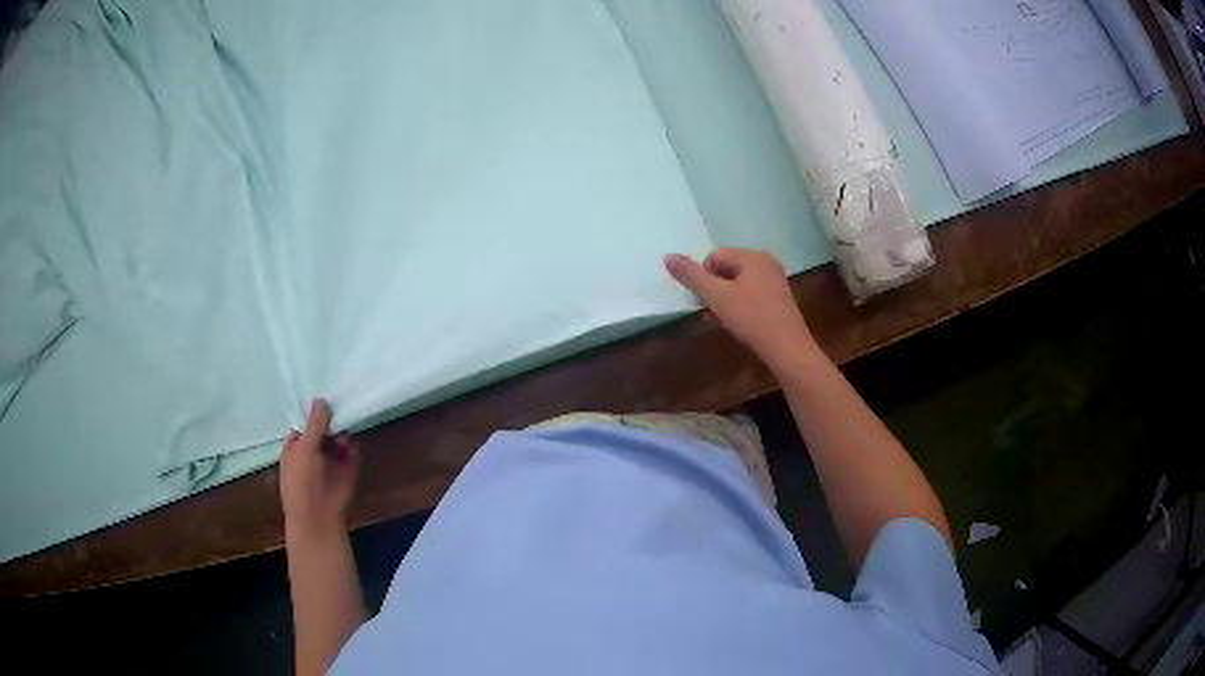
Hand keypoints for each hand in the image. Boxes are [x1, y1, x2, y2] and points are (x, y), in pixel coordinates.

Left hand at [280, 399, 359, 539]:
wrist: (317, 515)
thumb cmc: (301, 479)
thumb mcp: (304, 447)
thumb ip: (314, 424)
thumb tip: (322, 399)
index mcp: (296, 447)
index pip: (305, 424)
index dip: (313, 413)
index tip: (324, 397)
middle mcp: (313, 452)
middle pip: (324, 429)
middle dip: (331, 420)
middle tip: (340, 406)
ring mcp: (330, 461)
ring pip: (339, 439)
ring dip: (341, 433)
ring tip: (343, 432)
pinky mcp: (347, 470)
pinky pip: (351, 453)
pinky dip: (352, 447)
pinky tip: (350, 444)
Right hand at [665, 248, 816, 373]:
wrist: (788, 349)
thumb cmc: (752, 319)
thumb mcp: (716, 297)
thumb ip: (691, 276)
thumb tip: (668, 256)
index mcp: (752, 256)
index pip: (714, 256)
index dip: (704, 278)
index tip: (706, 301)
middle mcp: (766, 262)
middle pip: (726, 269)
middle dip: (713, 290)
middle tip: (710, 312)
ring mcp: (774, 281)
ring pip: (738, 284)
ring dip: (723, 300)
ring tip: (720, 321)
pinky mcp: (779, 299)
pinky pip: (751, 295)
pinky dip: (739, 306)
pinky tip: (735, 325)